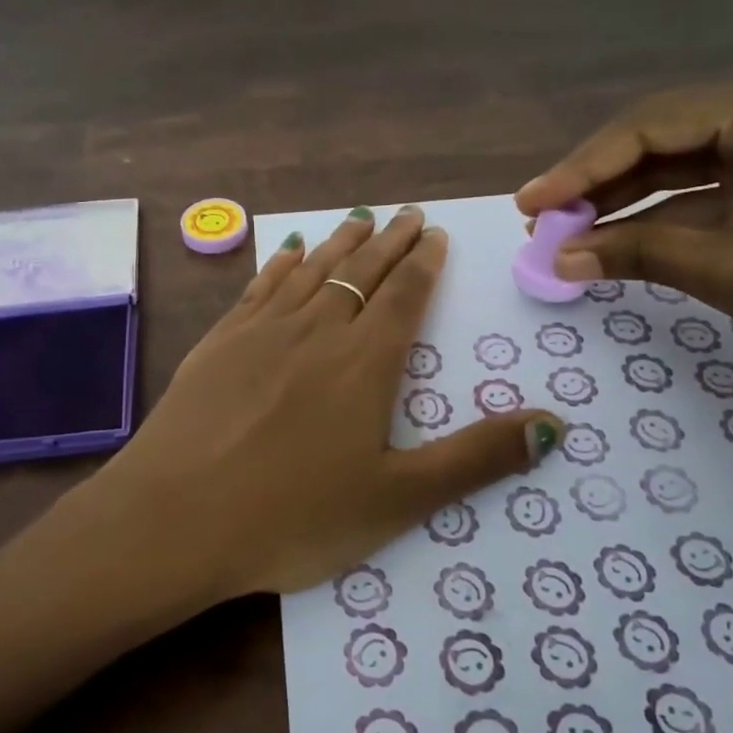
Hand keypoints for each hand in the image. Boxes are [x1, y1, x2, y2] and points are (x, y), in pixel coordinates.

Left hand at [98, 206, 559, 604]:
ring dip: (339, 243)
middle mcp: (316, 332)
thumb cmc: (293, 516)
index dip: (424, 264)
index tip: (435, 235)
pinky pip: (259, 288)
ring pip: (311, 271)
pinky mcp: (218, 343)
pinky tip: (287, 250)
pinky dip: (280, 264)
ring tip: (360, 218)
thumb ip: (476, 458)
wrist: (176, 518)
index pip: (404, 298)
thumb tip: (555, 424)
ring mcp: (261, 332)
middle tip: (408, 214)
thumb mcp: (398, 499)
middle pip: (360, 273)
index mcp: (364, 364)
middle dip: (388, 242)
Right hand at [516, 68, 732, 371]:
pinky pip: (706, 188)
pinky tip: (616, 238)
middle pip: (659, 138)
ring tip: (565, 234)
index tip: (528, 205)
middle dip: (595, 182)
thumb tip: (558, 261)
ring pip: (678, 164)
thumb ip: (638, 254)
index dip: (579, 169)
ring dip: (622, 200)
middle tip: (540, 221)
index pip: (649, 128)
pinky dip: (661, 214)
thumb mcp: (731, 271)